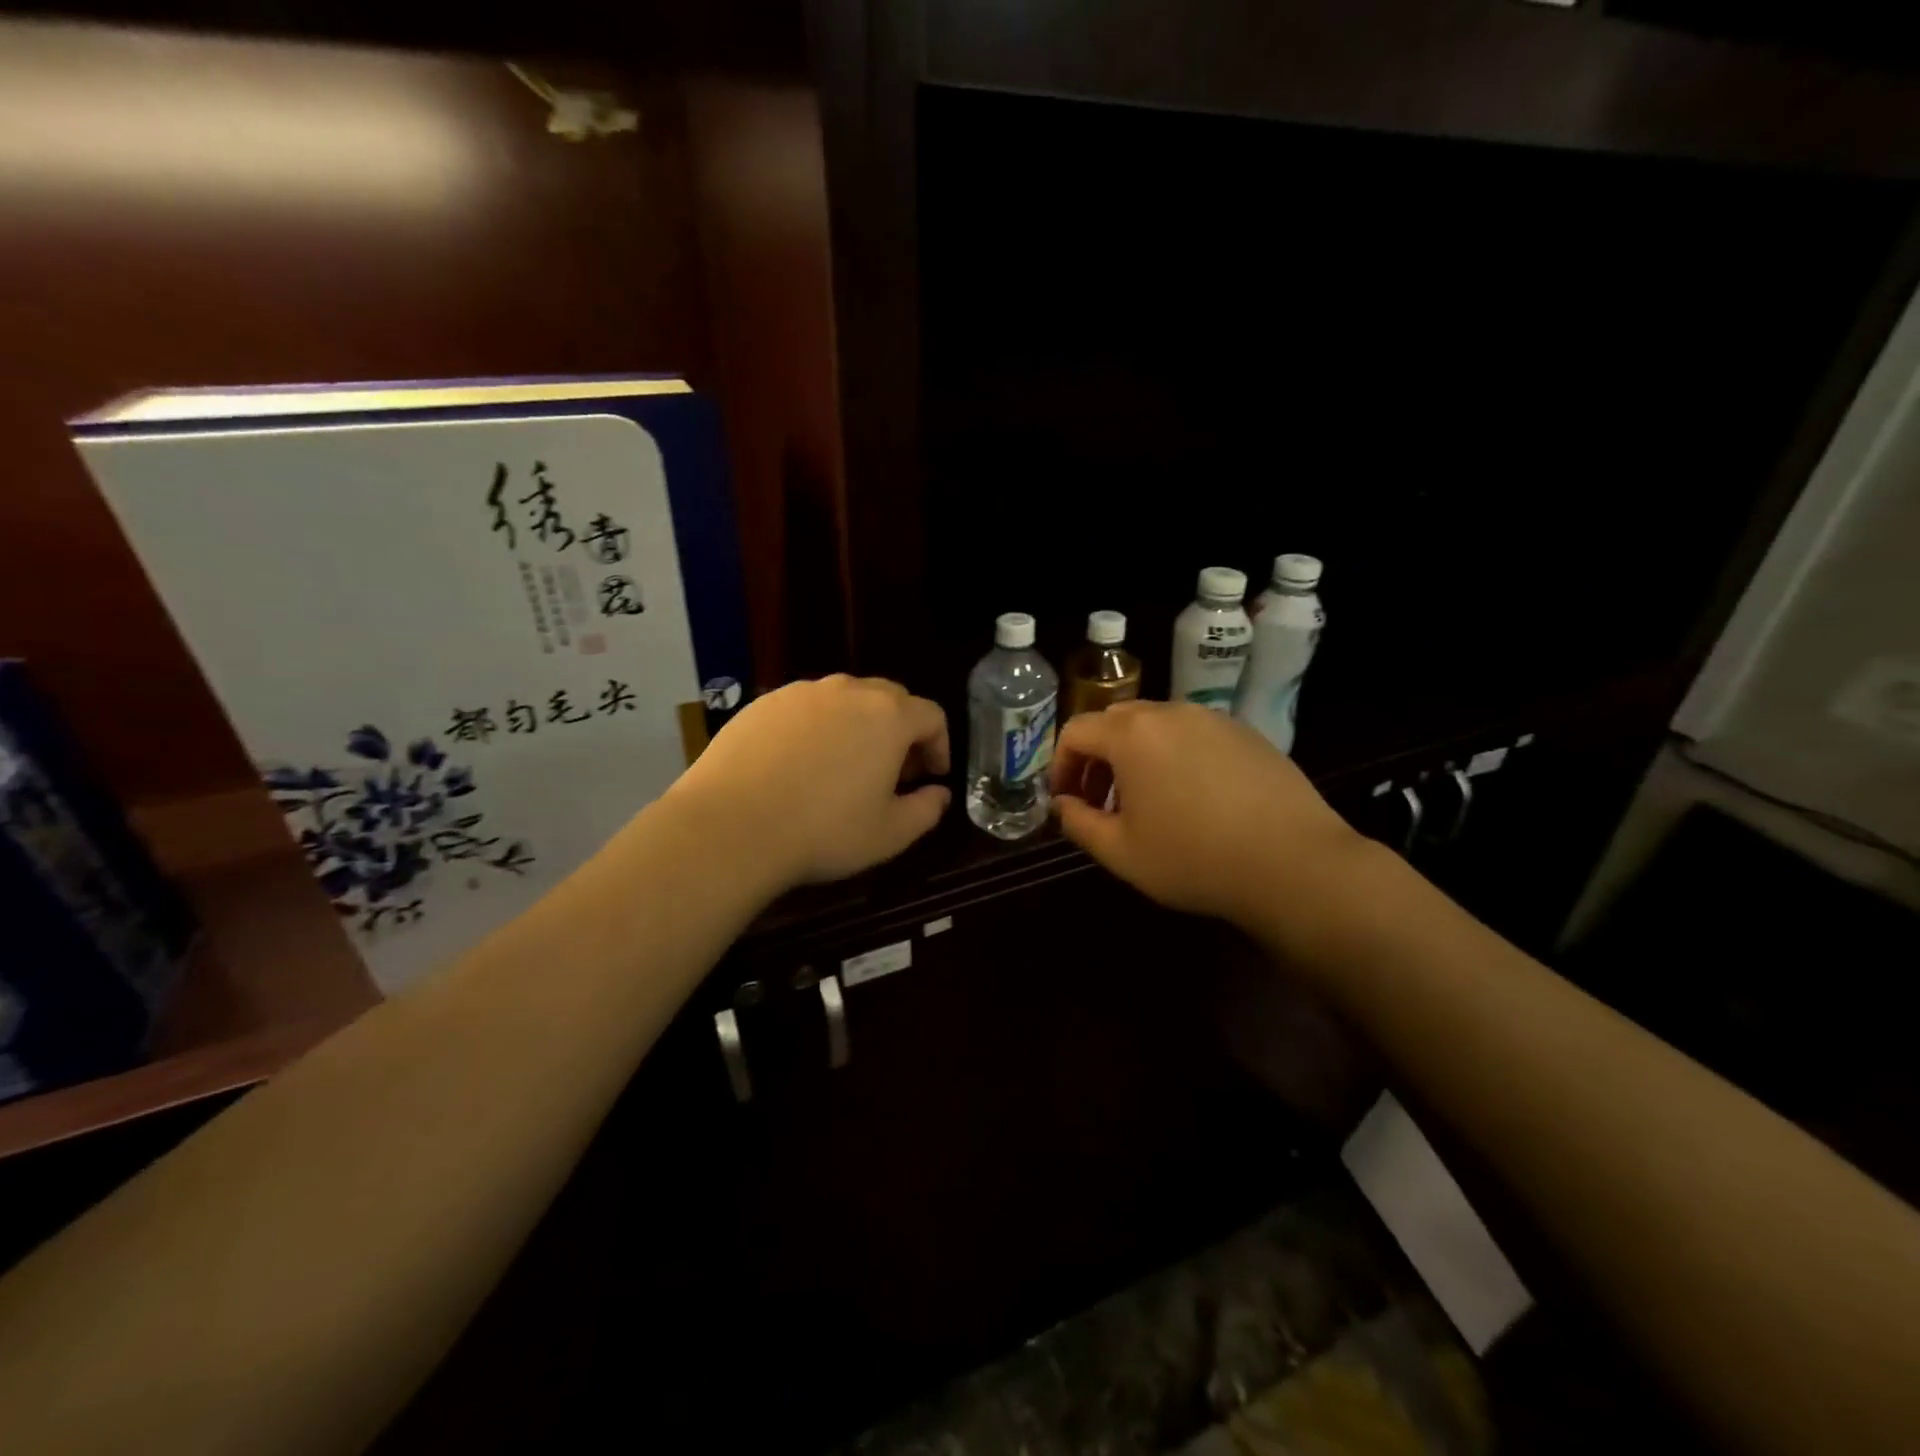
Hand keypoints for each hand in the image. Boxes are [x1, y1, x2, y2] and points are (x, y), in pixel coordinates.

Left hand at [666, 675, 950, 892]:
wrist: (731, 826)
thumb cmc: (824, 831)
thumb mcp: (890, 834)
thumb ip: (926, 810)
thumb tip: (938, 793)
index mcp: (888, 716)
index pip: (931, 715)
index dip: (939, 745)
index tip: (932, 776)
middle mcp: (848, 691)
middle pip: (890, 699)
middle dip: (900, 732)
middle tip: (892, 772)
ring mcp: (801, 693)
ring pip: (844, 700)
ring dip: (857, 726)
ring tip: (844, 767)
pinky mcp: (762, 703)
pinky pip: (804, 709)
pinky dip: (815, 728)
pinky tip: (799, 765)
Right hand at [1049, 701, 1369, 929]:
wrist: (1293, 862)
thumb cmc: (1193, 858)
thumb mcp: (1120, 852)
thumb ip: (1078, 823)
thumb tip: (1062, 804)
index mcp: (1132, 734)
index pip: (1076, 731)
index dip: (1061, 766)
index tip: (1066, 801)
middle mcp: (1170, 712)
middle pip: (1115, 722)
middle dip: (1098, 759)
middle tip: (1102, 801)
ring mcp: (1213, 720)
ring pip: (1157, 726)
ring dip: (1137, 756)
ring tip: (1148, 802)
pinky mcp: (1246, 734)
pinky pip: (1194, 735)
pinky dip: (1176, 757)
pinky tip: (1194, 799)